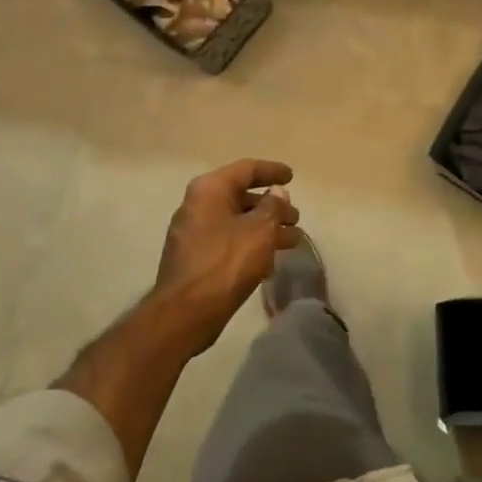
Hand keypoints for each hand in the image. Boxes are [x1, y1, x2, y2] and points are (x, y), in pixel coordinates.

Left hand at [153, 159, 300, 353]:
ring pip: (237, 221)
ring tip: (293, 240)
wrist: (186, 312)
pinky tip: (270, 260)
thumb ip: (273, 206)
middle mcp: (198, 205)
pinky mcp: (195, 257)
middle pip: (242, 196)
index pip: (247, 169)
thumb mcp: (260, 230)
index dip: (272, 171)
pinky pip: (228, 241)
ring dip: (265, 228)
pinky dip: (250, 244)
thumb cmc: (226, 263)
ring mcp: (193, 232)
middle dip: (272, 206)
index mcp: (210, 189)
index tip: (292, 177)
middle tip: (296, 217)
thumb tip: (277, 192)